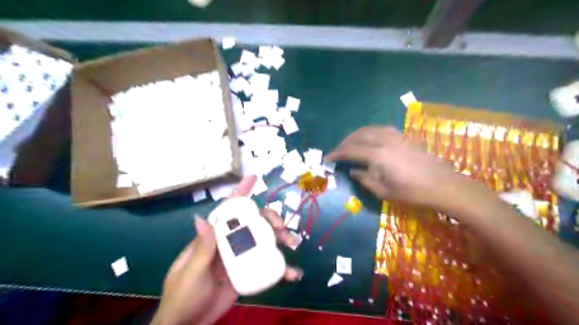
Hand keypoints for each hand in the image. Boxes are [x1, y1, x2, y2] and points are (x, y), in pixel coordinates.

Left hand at [152, 175, 303, 324]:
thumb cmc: (183, 296)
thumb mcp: (190, 273)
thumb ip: (201, 249)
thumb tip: (201, 218)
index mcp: (214, 238)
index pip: (227, 211)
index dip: (240, 193)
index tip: (253, 178)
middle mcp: (229, 243)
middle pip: (253, 223)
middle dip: (269, 219)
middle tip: (281, 227)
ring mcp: (240, 258)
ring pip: (264, 241)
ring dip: (280, 239)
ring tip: (292, 243)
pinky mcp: (248, 273)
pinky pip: (266, 266)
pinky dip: (281, 268)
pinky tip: (292, 273)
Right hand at [325, 126, 469, 208]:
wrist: (444, 186)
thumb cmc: (413, 193)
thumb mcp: (384, 191)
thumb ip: (365, 179)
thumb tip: (353, 171)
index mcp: (378, 155)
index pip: (351, 151)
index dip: (337, 153)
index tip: (328, 158)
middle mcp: (385, 141)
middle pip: (359, 135)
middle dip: (346, 142)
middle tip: (339, 151)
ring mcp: (397, 137)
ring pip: (371, 129)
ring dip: (358, 135)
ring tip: (352, 143)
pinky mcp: (405, 137)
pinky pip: (383, 129)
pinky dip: (372, 132)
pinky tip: (371, 140)